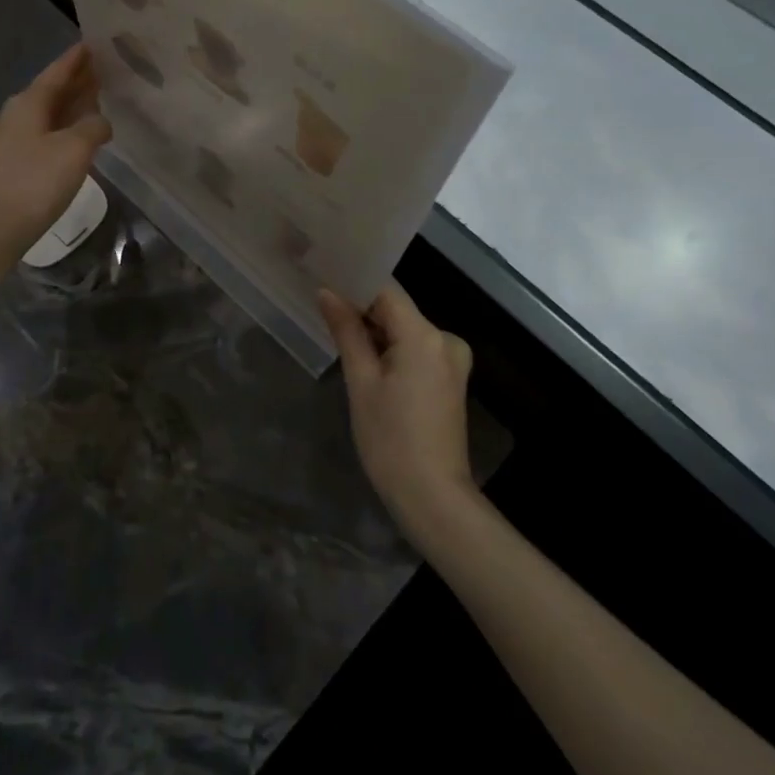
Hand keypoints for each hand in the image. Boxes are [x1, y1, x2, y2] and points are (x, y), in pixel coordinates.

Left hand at [0, 43, 112, 269]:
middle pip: (50, 91)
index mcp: (27, 103)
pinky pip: (40, 133)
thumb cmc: (34, 184)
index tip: (95, 42)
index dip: (77, 58)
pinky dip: (61, 127)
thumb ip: (94, 127)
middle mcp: (13, 114)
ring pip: (45, 113)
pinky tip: (75, 137)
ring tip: (96, 101)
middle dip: (77, 82)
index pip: (57, 72)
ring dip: (70, 106)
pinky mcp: (7, 162)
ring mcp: (6, 139)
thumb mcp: (75, 151)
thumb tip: (101, 121)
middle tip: (104, 71)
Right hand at [319, 282, 477, 546]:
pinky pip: (415, 348)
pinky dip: (391, 349)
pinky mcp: (450, 378)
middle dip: (361, 307)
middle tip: (322, 305)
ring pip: (405, 329)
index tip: (324, 277)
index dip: (355, 281)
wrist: (433, 498)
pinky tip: (366, 358)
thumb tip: (327, 292)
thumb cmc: (390, 440)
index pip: (386, 290)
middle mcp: (445, 339)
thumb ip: (347, 331)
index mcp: (424, 335)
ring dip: (375, 330)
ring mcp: (452, 359)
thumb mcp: (361, 382)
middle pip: (397, 309)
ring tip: (337, 330)